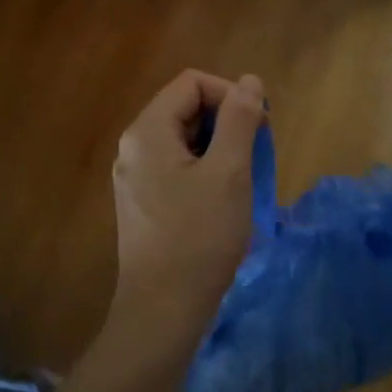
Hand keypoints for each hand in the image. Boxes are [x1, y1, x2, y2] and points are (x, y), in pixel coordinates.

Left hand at [108, 69, 265, 359]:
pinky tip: (222, 201)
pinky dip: (204, 170)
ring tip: (242, 180)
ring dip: (218, 148)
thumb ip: (240, 120)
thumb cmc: (199, 237)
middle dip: (226, 122)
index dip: (230, 95)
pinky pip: (175, 167)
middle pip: (185, 108)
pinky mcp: (141, 202)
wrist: (162, 311)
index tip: (259, 126)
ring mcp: (134, 176)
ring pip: (183, 139)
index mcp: (147, 131)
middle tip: (255, 155)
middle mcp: (133, 147)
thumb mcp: (229, 172)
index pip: (192, 83)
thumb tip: (249, 81)